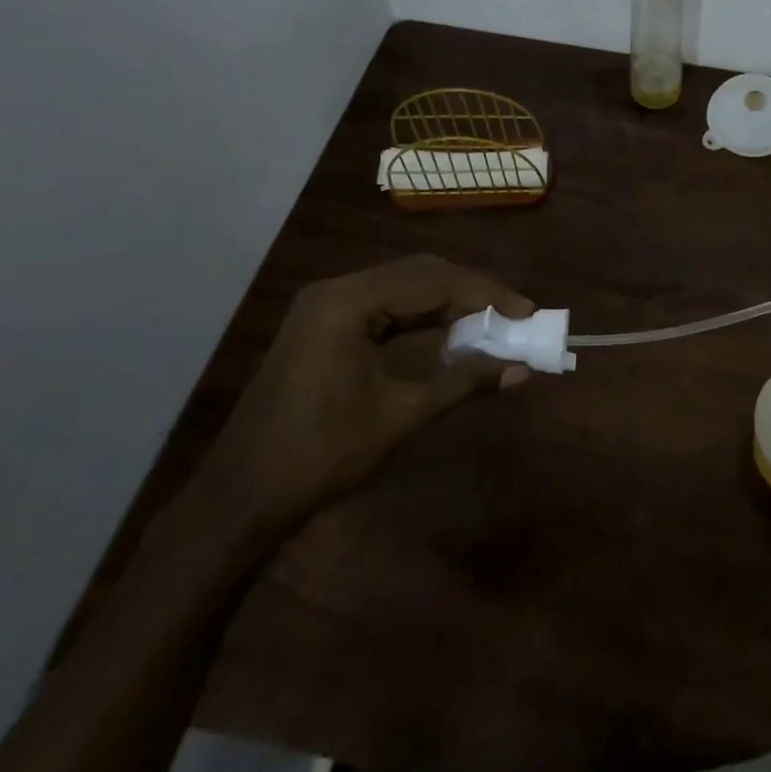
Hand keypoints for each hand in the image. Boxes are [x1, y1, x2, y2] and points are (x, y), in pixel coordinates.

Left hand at [190, 254, 533, 534]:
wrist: (243, 497)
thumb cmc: (322, 455)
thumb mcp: (401, 416)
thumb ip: (464, 382)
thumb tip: (520, 369)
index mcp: (349, 303)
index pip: (433, 282)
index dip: (486, 293)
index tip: (528, 311)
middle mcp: (336, 291)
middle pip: (419, 274)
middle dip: (471, 292)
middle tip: (514, 314)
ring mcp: (325, 307)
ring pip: (402, 287)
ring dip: (448, 302)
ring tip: (491, 321)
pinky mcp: (323, 326)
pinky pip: (384, 306)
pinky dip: (421, 316)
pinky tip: (449, 332)